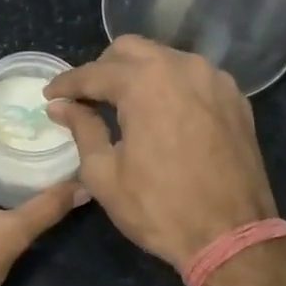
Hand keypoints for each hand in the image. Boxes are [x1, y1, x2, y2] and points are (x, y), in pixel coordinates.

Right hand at [43, 36, 276, 270]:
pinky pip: (193, 77)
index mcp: (145, 83)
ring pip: (165, 58)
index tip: (49, 95)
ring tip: (123, 105)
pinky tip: (162, 113)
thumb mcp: (105, 174)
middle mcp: (182, 67)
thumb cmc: (159, 207)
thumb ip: (82, 129)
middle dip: (103, 69)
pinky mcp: (235, 98)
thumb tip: (61, 106)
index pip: (94, 72)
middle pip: (130, 50)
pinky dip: (171, 86)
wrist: (231, 235)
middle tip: (87, 98)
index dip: (66, 84)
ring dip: (139, 74)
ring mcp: (215, 79)